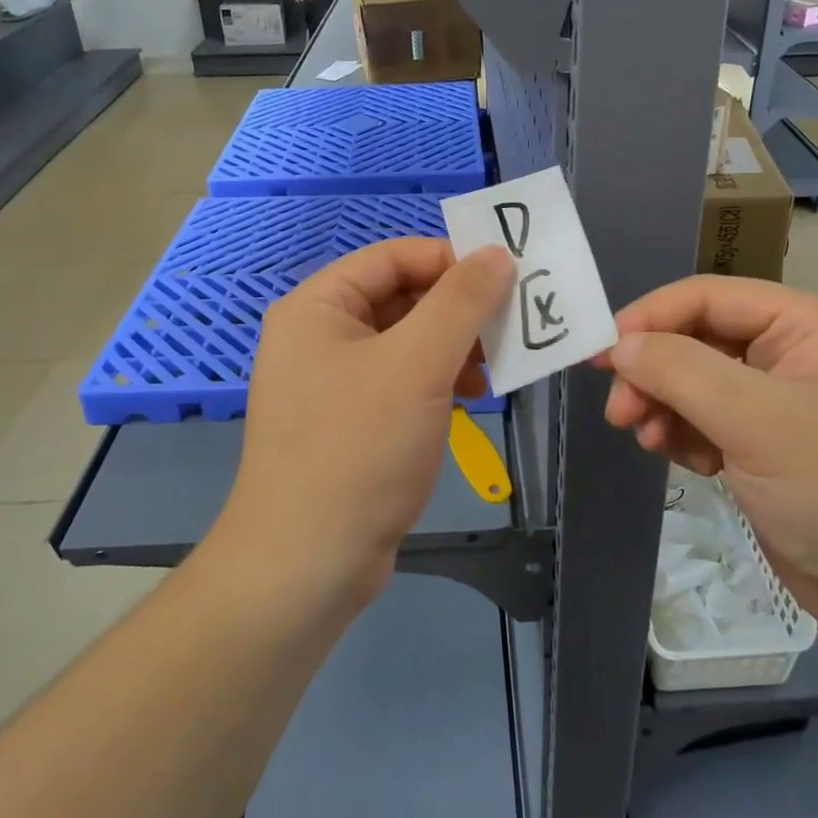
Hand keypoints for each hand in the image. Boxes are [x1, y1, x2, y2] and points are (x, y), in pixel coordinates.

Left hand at [218, 239, 512, 608]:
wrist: (307, 565)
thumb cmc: (359, 449)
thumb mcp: (417, 365)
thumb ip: (460, 301)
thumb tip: (497, 253)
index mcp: (317, 307)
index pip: (392, 256)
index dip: (450, 259)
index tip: (505, 278)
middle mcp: (319, 335)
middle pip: (401, 296)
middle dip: (458, 308)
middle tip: (510, 324)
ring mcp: (333, 381)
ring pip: (407, 340)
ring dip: (454, 345)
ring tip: (498, 364)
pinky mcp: (351, 421)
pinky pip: (402, 380)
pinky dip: (439, 380)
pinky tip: (474, 397)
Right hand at [600, 277, 817, 643]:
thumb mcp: (757, 422)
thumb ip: (682, 372)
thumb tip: (620, 345)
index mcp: (803, 323)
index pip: (706, 297)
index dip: (648, 319)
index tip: (600, 354)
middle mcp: (790, 350)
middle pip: (695, 339)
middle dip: (653, 372)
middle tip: (619, 413)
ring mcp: (777, 398)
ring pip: (694, 381)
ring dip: (663, 406)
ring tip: (648, 439)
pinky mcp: (765, 442)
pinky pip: (705, 419)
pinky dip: (684, 434)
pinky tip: (685, 460)